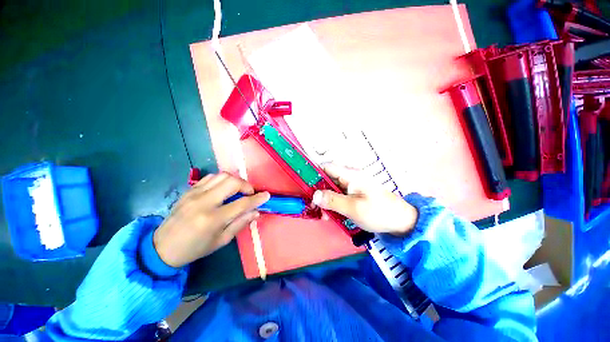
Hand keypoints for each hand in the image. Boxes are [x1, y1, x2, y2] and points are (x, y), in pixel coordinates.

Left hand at [153, 173, 269, 267]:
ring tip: (237, 191)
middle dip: (246, 186)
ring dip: (235, 181)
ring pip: (222, 176)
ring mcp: (194, 194)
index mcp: (212, 219)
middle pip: (232, 182)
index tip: (267, 195)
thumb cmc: (195, 248)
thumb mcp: (221, 241)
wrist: (162, 247)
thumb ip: (240, 224)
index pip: (242, 203)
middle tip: (249, 194)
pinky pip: (210, 177)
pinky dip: (222, 180)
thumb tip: (256, 212)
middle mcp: (204, 202)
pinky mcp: (189, 190)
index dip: (257, 198)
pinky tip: (223, 189)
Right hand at [312, 164, 417, 235]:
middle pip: (327, 178)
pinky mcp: (354, 192)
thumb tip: (314, 195)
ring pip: (331, 188)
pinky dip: (333, 203)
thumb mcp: (353, 208)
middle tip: (315, 207)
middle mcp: (350, 176)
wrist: (401, 221)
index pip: (326, 167)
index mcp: (351, 175)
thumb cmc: (379, 213)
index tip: (306, 188)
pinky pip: (338, 194)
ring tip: (324, 215)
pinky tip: (332, 214)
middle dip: (319, 192)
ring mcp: (352, 184)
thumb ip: (332, 201)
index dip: (314, 174)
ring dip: (325, 199)